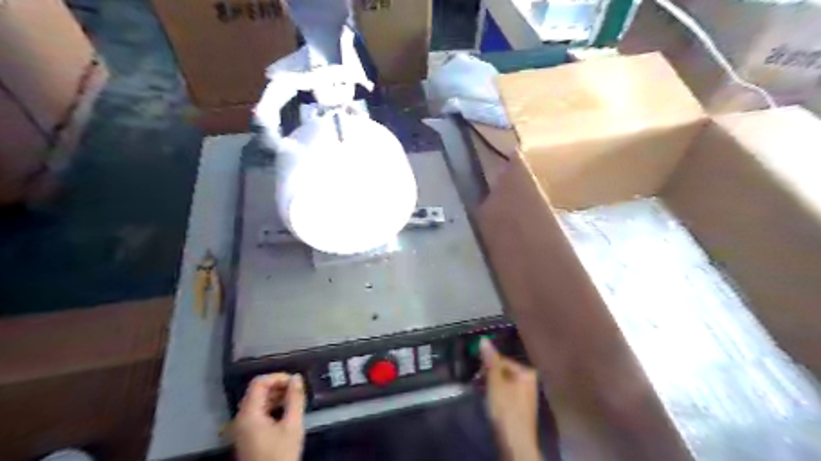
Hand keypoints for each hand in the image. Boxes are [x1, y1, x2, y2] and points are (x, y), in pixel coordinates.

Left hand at [235, 373, 304, 459]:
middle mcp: (241, 418)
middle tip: (297, 391)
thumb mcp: (293, 426)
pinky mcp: (247, 435)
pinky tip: (286, 412)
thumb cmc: (281, 455)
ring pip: (258, 401)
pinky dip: (271, 407)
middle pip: (257, 391)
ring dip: (276, 396)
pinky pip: (258, 412)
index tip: (295, 382)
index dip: (278, 377)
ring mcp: (242, 427)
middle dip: (278, 386)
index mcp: (249, 414)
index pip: (259, 382)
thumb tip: (297, 377)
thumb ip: (295, 399)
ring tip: (295, 400)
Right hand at [479, 338, 542, 460]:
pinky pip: (506, 394)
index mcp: (527, 372)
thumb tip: (484, 340)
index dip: (487, 365)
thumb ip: (490, 361)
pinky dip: (496, 395)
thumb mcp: (495, 383)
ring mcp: (526, 395)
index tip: (477, 373)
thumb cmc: (506, 410)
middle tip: (477, 382)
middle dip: (489, 375)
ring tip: (481, 392)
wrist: (516, 444)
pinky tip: (489, 403)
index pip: (502, 360)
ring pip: (504, 383)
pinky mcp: (520, 408)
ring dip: (491, 385)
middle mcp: (530, 381)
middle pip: (504, 371)